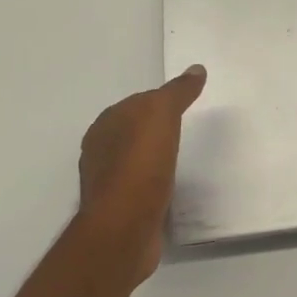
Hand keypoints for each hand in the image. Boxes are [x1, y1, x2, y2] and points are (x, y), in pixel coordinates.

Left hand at [75, 65, 206, 281]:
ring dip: (154, 159)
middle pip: (134, 132)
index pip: (137, 103)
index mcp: (105, 125)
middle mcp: (100, 151)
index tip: (184, 106)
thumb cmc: (140, 163)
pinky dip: (154, 185)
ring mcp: (108, 183)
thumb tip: (196, 69)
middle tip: (185, 131)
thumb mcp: (162, 114)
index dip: (160, 102)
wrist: (125, 227)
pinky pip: (141, 188)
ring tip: (181, 160)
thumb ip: (178, 91)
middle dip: (155, 130)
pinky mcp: (120, 211)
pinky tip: (171, 188)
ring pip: (136, 161)